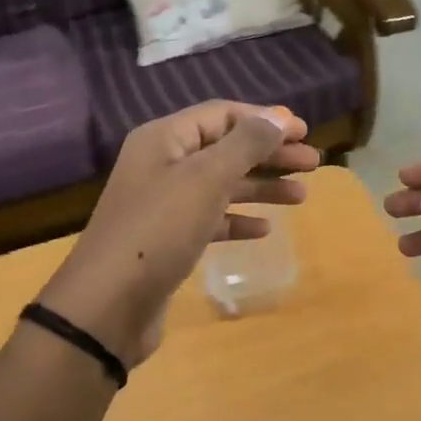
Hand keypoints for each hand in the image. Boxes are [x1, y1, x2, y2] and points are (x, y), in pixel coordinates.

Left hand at [39, 102, 321, 368]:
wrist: (108, 306)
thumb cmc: (159, 230)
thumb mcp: (206, 179)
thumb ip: (245, 144)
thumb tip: (278, 116)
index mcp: (164, 139)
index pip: (221, 114)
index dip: (264, 120)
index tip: (304, 131)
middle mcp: (162, 164)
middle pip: (225, 149)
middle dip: (269, 154)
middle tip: (313, 164)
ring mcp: (164, 204)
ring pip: (222, 185)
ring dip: (261, 186)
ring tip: (302, 196)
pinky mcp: (168, 240)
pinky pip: (211, 219)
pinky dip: (238, 220)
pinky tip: (264, 229)